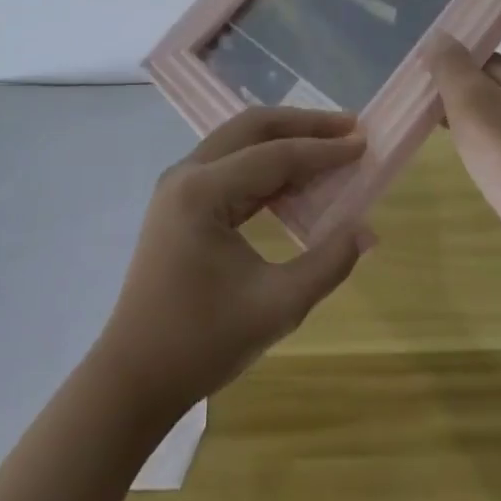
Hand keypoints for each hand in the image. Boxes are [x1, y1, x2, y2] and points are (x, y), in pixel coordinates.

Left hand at [93, 108, 373, 420]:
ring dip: (284, 139)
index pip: (275, 155)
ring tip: (329, 144)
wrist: (135, 376)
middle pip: (252, 127)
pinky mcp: (180, 201)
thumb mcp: (277, 307)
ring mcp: (179, 185)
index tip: (364, 144)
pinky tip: (297, 178)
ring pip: (239, 140)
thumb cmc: (202, 342)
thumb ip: (327, 263)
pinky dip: (266, 164)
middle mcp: (186, 174)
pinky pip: (230, 165)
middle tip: (349, 126)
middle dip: (303, 124)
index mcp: (203, 191)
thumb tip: (366, 229)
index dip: (323, 150)